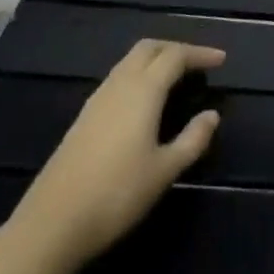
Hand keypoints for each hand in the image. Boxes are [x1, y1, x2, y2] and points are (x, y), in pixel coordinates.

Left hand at [6, 39, 224, 273]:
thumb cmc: (117, 194)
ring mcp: (96, 100)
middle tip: (198, 63)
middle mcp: (119, 85)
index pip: (175, 56)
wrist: (52, 224)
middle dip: (175, 48)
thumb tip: (212, 115)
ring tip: (175, 78)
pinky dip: (138, 76)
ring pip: (129, 62)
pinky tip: (145, 102)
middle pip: (148, 48)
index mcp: (143, 90)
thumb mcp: (165, 170)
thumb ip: (193, 139)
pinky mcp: (83, 118)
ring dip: (155, 60)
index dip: (200, 54)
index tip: (221, 60)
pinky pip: (117, 79)